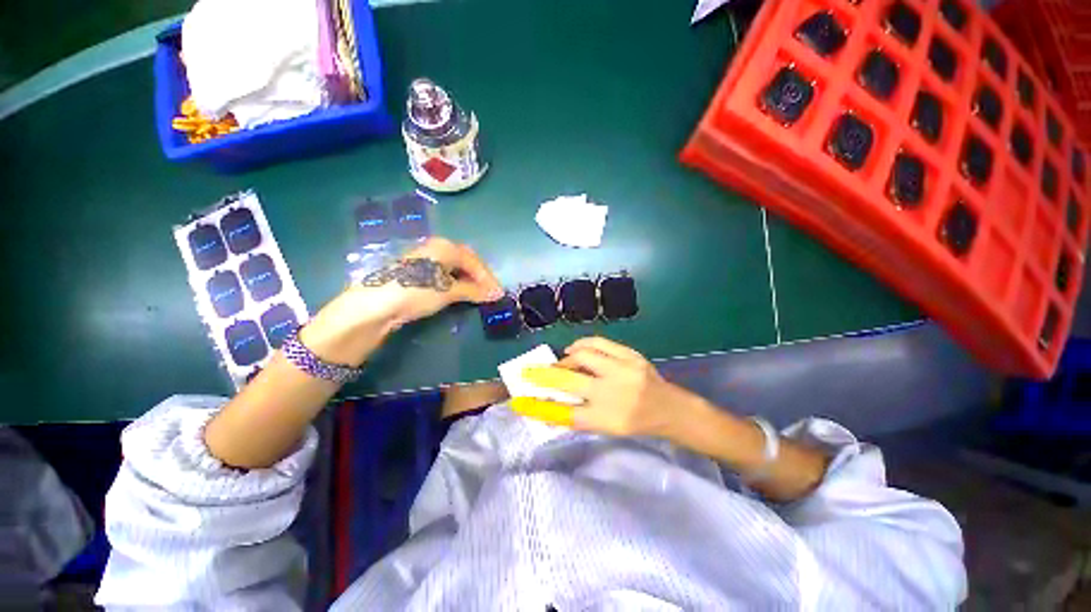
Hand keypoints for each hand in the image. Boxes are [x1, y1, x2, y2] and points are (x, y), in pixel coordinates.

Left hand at [301, 238, 502, 365]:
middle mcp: (436, 249)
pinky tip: (459, 294)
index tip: (498, 294)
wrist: (376, 304)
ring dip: (469, 282)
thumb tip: (496, 294)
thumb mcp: (448, 290)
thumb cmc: (416, 291)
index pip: (474, 261)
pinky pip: (444, 276)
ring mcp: (426, 261)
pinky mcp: (417, 274)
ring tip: (478, 296)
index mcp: (445, 246)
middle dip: (479, 278)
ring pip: (455, 269)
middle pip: (465, 262)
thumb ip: (474, 290)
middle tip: (490, 294)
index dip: (488, 278)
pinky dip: (456, 285)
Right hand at [516, 337, 698, 436]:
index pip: (563, 413)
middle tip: (530, 372)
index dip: (538, 408)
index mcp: (606, 418)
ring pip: (582, 355)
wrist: (670, 408)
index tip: (518, 402)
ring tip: (563, 362)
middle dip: (543, 375)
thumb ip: (578, 416)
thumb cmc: (636, 423)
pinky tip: (576, 349)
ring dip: (566, 358)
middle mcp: (613, 393)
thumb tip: (549, 405)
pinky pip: (598, 343)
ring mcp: (623, 370)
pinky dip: (582, 345)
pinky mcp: (631, 355)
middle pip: (568, 380)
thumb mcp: (607, 427)